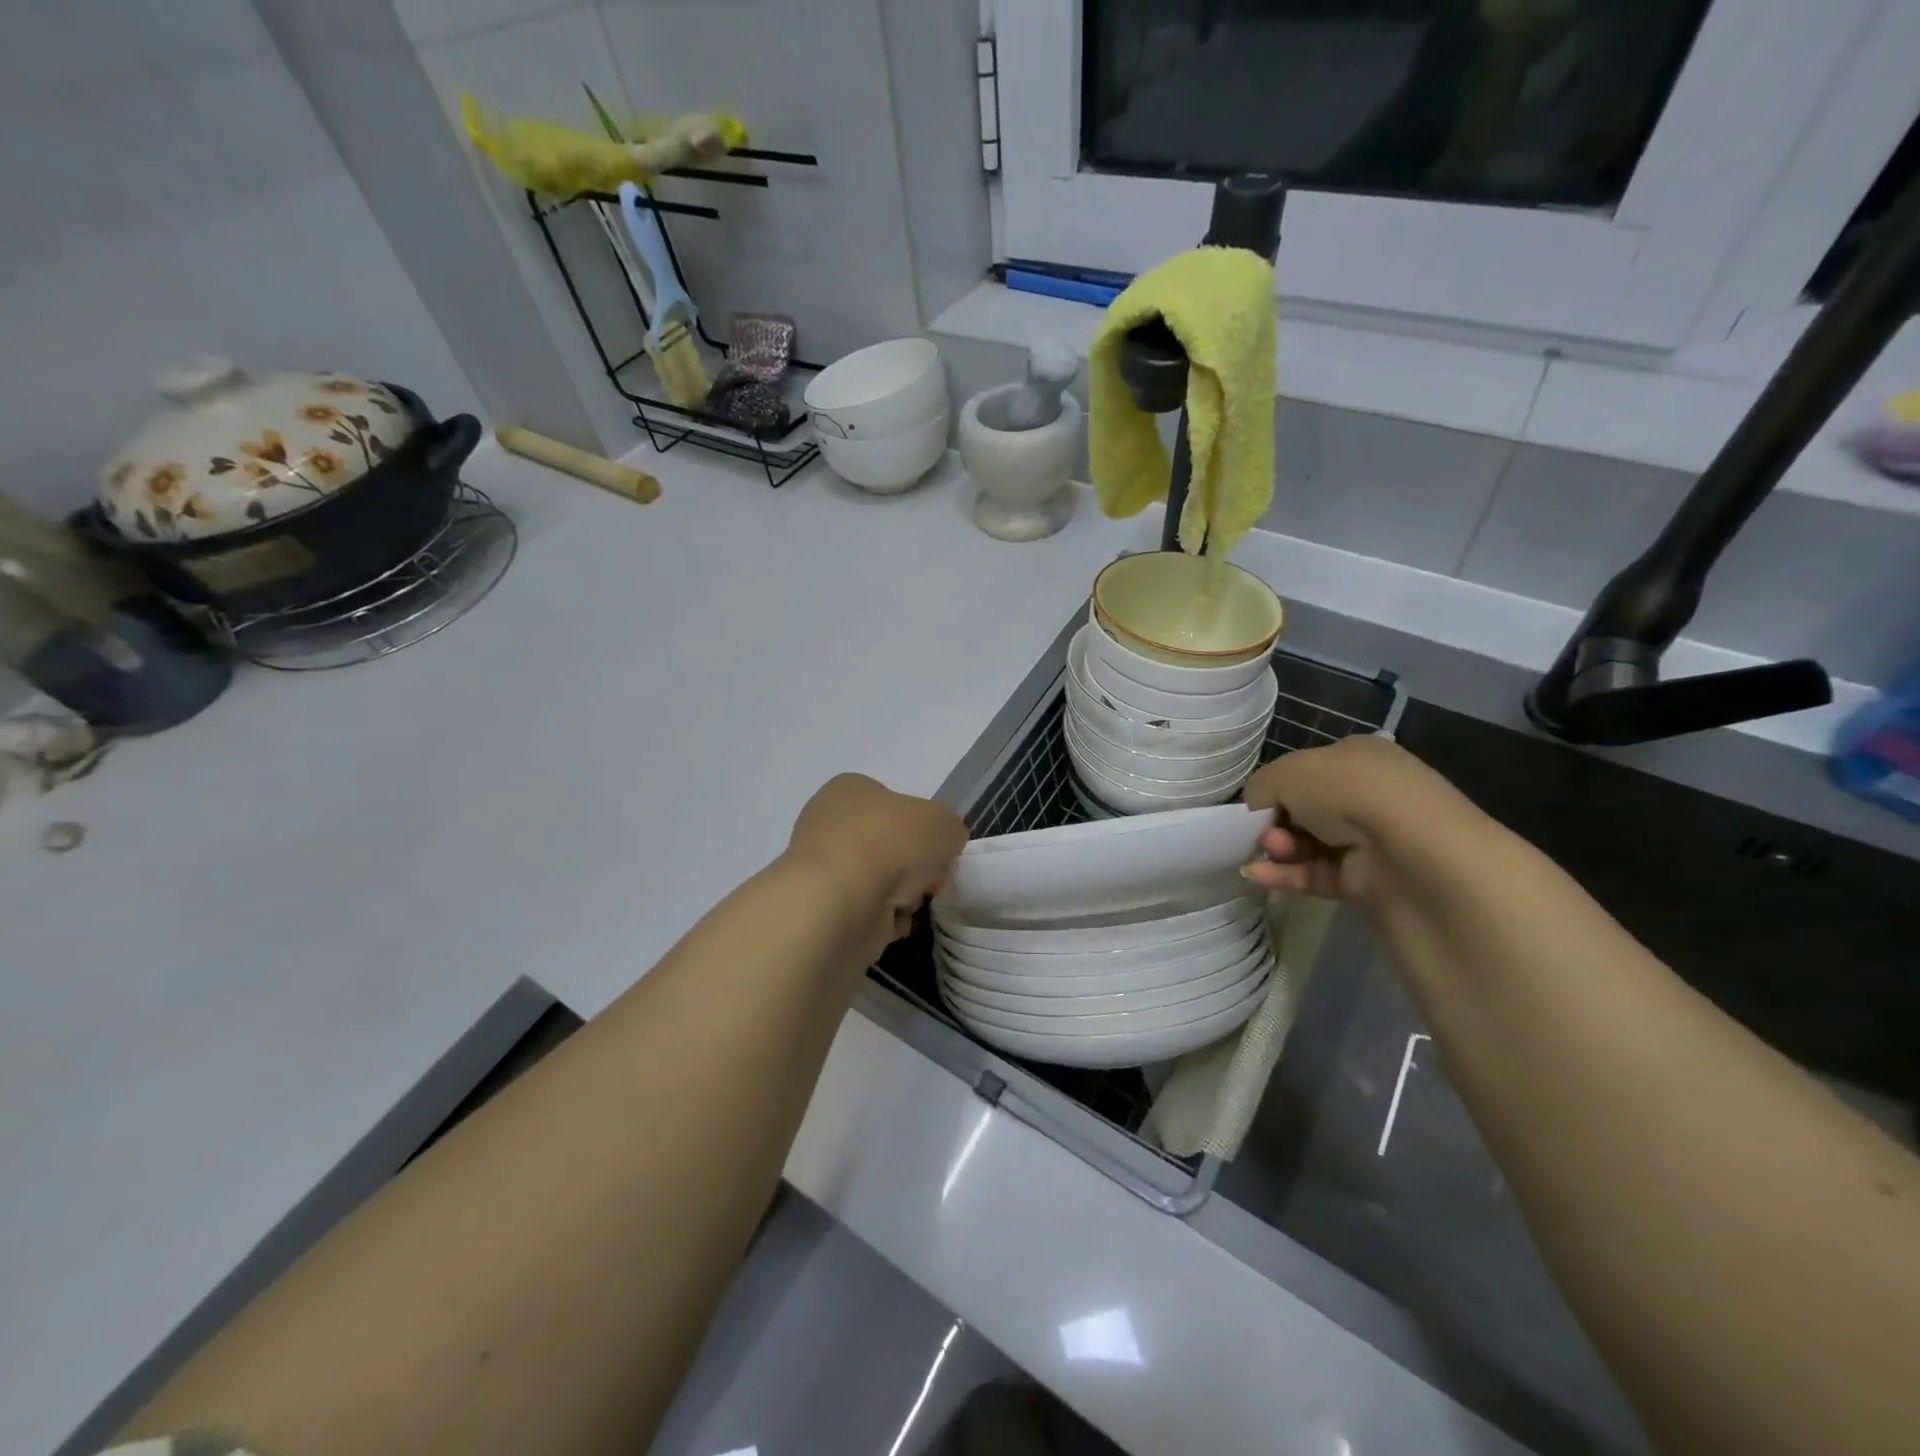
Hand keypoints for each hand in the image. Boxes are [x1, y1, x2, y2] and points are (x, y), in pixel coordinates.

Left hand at [787, 774, 967, 960]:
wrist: (841, 903)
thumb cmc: (890, 844)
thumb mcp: (943, 822)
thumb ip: (950, 829)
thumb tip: (944, 848)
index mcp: (850, 790)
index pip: (894, 804)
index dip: (923, 827)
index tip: (941, 849)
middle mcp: (830, 824)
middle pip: (889, 845)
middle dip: (915, 865)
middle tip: (931, 880)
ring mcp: (824, 869)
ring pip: (880, 880)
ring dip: (902, 894)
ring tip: (909, 902)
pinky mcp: (823, 910)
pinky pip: (867, 912)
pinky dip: (884, 920)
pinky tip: (890, 922)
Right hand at [1240, 735, 1467, 906]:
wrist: (1414, 852)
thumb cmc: (1349, 793)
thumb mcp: (1288, 773)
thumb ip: (1262, 788)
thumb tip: (1258, 809)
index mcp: (1357, 757)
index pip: (1305, 772)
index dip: (1276, 789)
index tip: (1256, 807)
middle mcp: (1368, 794)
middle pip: (1304, 811)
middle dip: (1275, 822)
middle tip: (1265, 833)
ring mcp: (1373, 840)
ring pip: (1309, 844)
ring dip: (1280, 848)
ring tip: (1271, 852)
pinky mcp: (1370, 881)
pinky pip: (1318, 875)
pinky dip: (1286, 876)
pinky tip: (1258, 876)